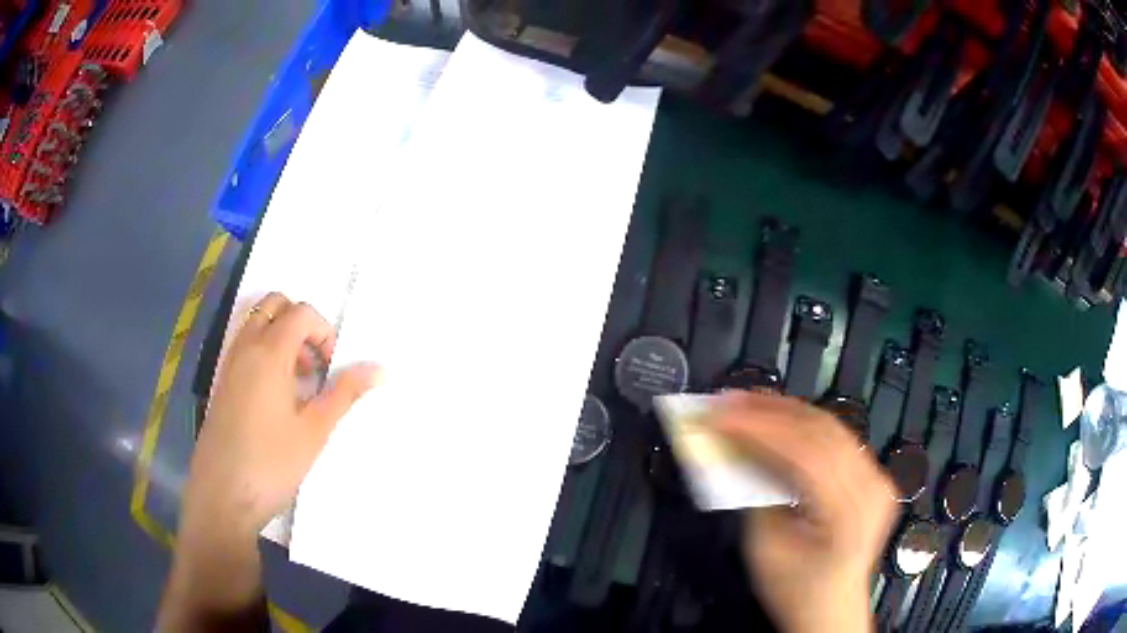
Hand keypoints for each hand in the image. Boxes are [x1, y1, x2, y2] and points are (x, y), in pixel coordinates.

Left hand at [183, 292, 378, 537]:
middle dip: (300, 323)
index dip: (324, 331)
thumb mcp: (314, 431)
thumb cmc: (271, 463)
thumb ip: (345, 394)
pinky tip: (275, 396)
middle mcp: (245, 348)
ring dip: (281, 336)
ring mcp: (229, 364)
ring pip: (256, 323)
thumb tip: (380, 369)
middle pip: (274, 305)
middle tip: (314, 364)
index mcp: (269, 354)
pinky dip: (264, 351)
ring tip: (297, 381)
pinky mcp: (222, 382)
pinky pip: (244, 346)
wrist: (222, 495)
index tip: (331, 369)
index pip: (301, 313)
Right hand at [713, 392, 896, 632]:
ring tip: (748, 401)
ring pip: (830, 427)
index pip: (803, 452)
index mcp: (847, 512)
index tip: (719, 413)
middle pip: (821, 431)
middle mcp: (870, 486)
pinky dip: (804, 425)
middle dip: (770, 410)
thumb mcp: (765, 549)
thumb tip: (737, 448)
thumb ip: (755, 494)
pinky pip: (836, 438)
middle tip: (729, 399)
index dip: (759, 427)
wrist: (833, 609)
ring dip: (786, 411)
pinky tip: (779, 418)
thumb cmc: (795, 590)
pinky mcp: (873, 475)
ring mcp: (877, 477)